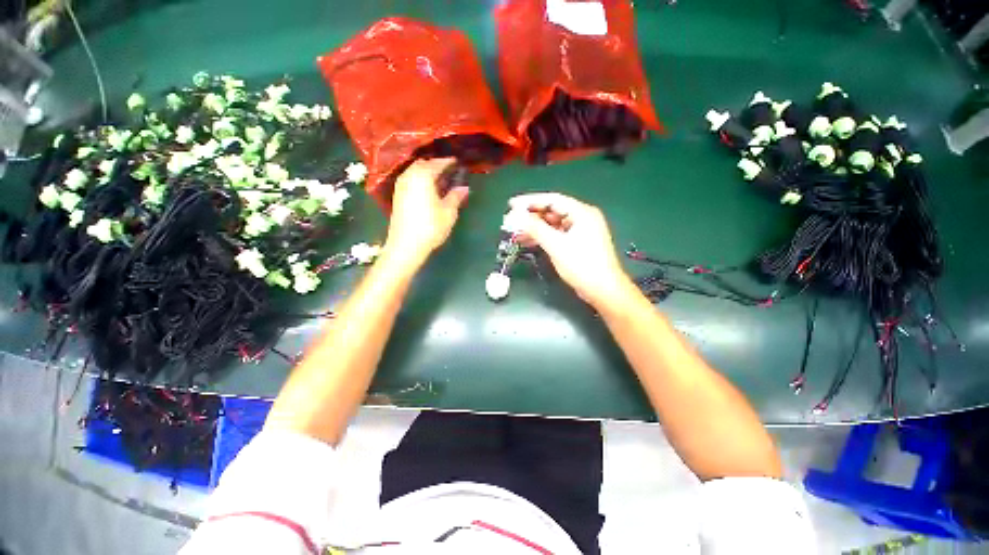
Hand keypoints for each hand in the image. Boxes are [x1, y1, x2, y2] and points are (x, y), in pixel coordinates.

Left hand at [385, 158, 469, 267]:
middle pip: (424, 164)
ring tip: (440, 181)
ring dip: (427, 173)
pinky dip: (420, 181)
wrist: (406, 245)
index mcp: (423, 176)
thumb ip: (456, 196)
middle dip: (436, 166)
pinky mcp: (398, 197)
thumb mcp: (448, 212)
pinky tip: (429, 190)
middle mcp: (409, 176)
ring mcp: (401, 186)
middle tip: (449, 171)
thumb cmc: (430, 227)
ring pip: (415, 172)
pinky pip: (411, 181)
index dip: (448, 162)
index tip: (457, 162)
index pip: (437, 163)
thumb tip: (464, 187)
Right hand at [509, 193, 633, 307]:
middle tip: (510, 220)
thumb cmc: (582, 265)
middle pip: (552, 211)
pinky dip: (542, 237)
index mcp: (581, 213)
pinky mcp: (577, 243)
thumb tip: (516, 216)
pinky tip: (527, 240)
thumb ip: (535, 229)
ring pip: (552, 224)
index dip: (530, 201)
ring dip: (534, 228)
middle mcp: (582, 218)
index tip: (512, 204)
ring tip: (514, 232)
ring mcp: (580, 231)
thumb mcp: (556, 245)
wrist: (603, 290)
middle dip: (530, 216)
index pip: (552, 199)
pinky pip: (556, 235)